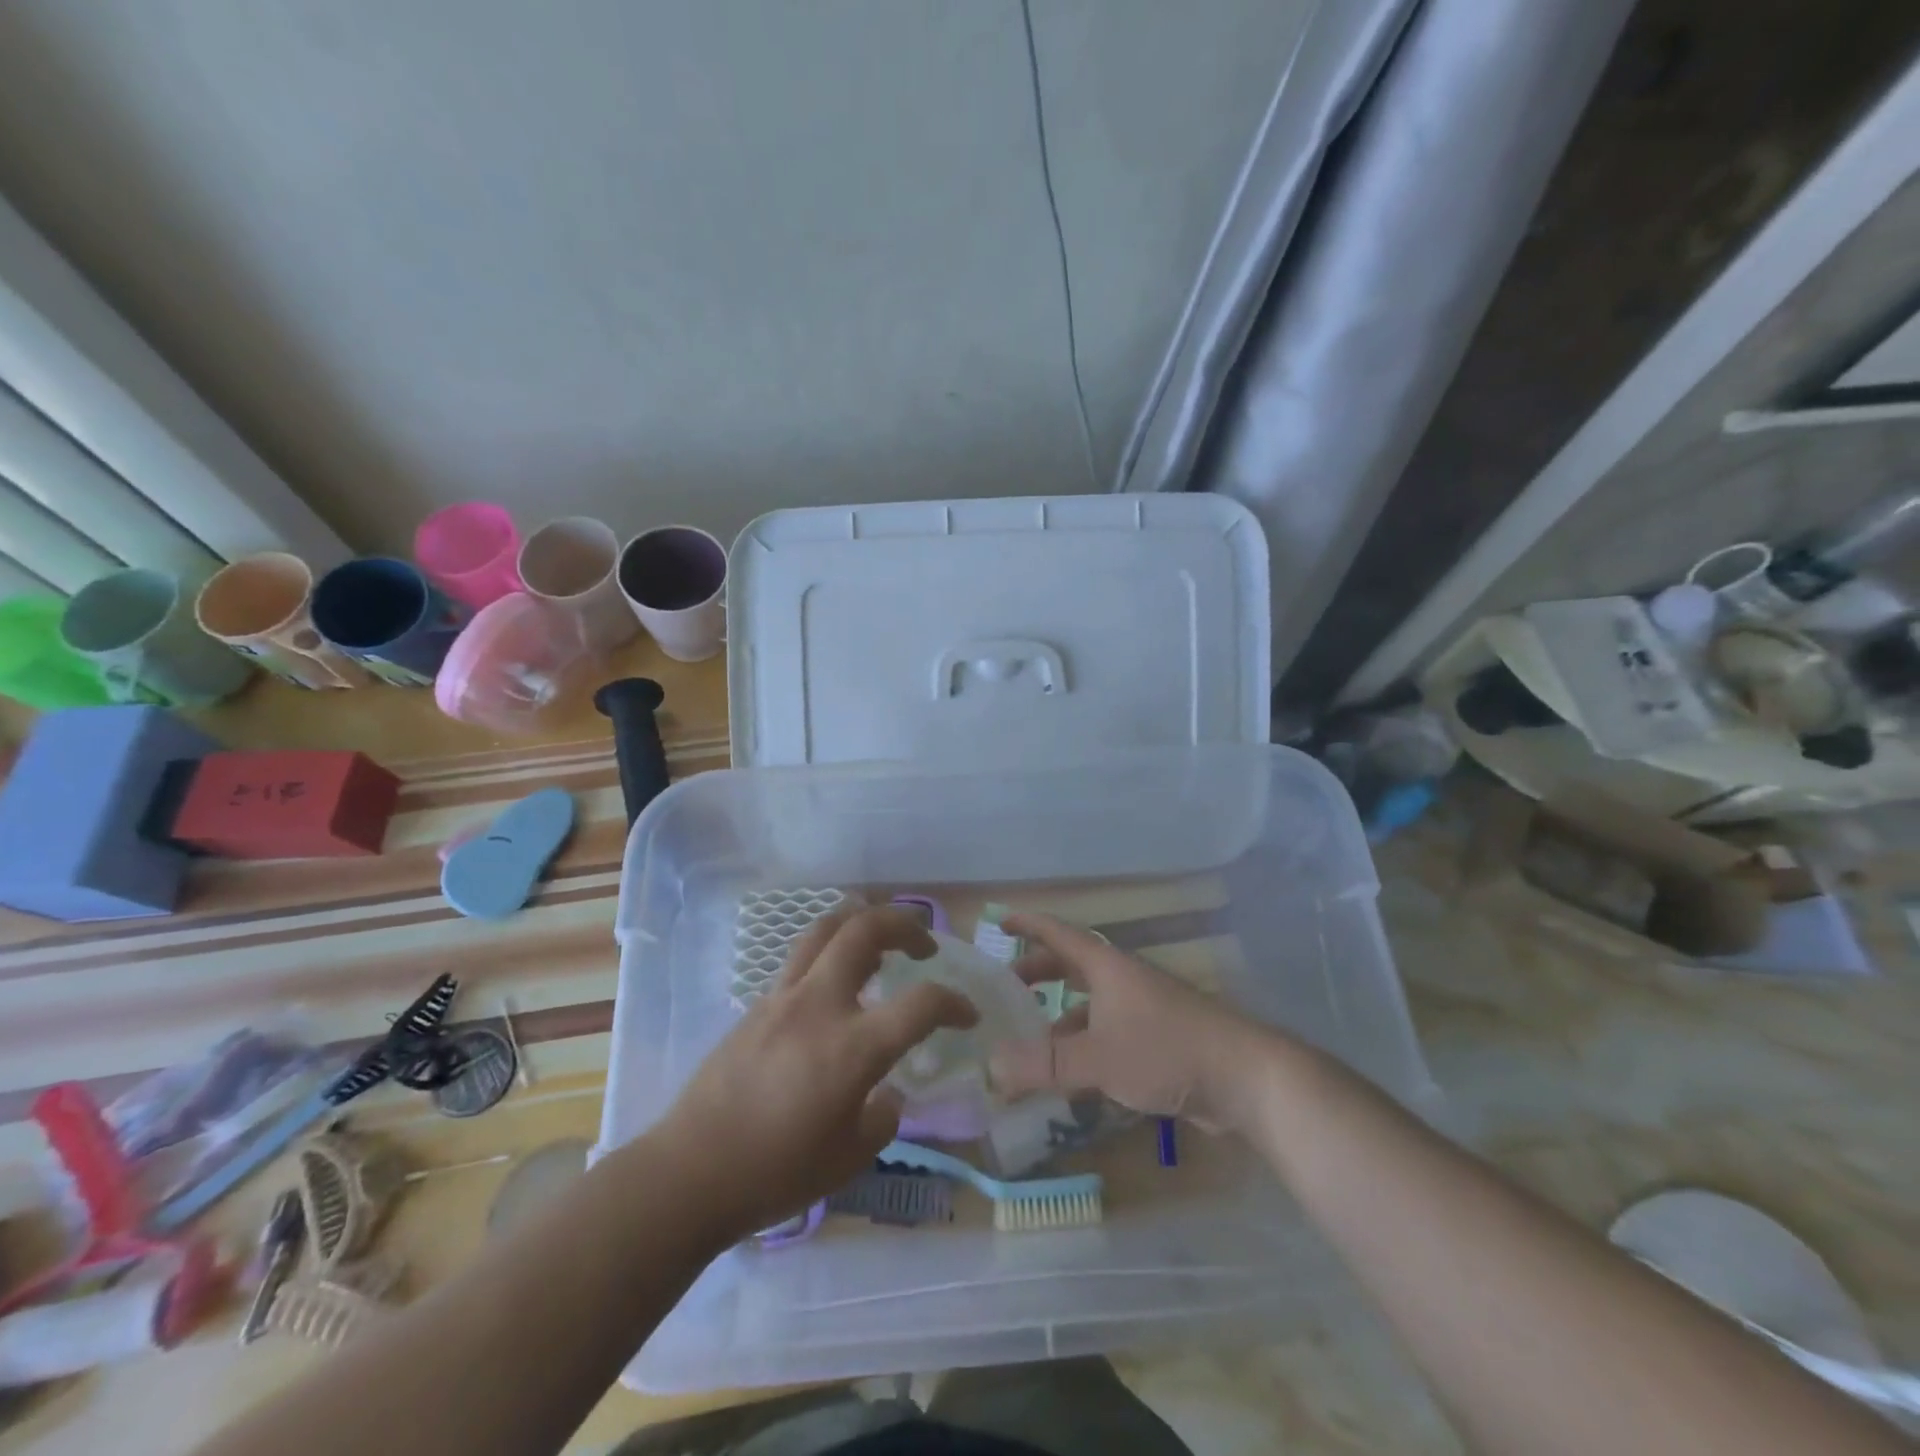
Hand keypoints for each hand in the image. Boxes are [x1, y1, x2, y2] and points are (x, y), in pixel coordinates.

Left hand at [658, 907, 976, 1240]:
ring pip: (825, 930)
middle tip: (923, 943)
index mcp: (852, 1047)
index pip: (921, 1004)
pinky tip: (835, 987)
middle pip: (864, 929)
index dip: (954, 1004)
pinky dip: (830, 956)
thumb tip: (885, 1094)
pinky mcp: (757, 1006)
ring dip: (861, 922)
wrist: (689, 1174)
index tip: (967, 1015)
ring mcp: (783, 999)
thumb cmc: (775, 1173)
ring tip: (880, 942)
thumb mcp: (848, 1159)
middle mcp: (820, 1006)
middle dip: (903, 923)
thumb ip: (881, 1118)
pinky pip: (801, 961)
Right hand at [988, 911, 1276, 1132]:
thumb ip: (1044, 1064)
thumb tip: (991, 1067)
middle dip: (1038, 972)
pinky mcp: (1159, 1038)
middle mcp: (1123, 979)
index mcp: (1106, 966)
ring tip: (1031, 1040)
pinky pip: (1109, 1031)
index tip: (999, 920)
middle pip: (1072, 965)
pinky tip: (1074, 1074)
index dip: (1027, 924)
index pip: (1058, 933)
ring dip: (1060, 1015)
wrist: (1244, 1076)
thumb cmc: (1165, 1050)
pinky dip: (1085, 1044)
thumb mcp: (1098, 1058)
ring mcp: (1144, 1008)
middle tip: (1007, 988)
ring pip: (1091, 1002)